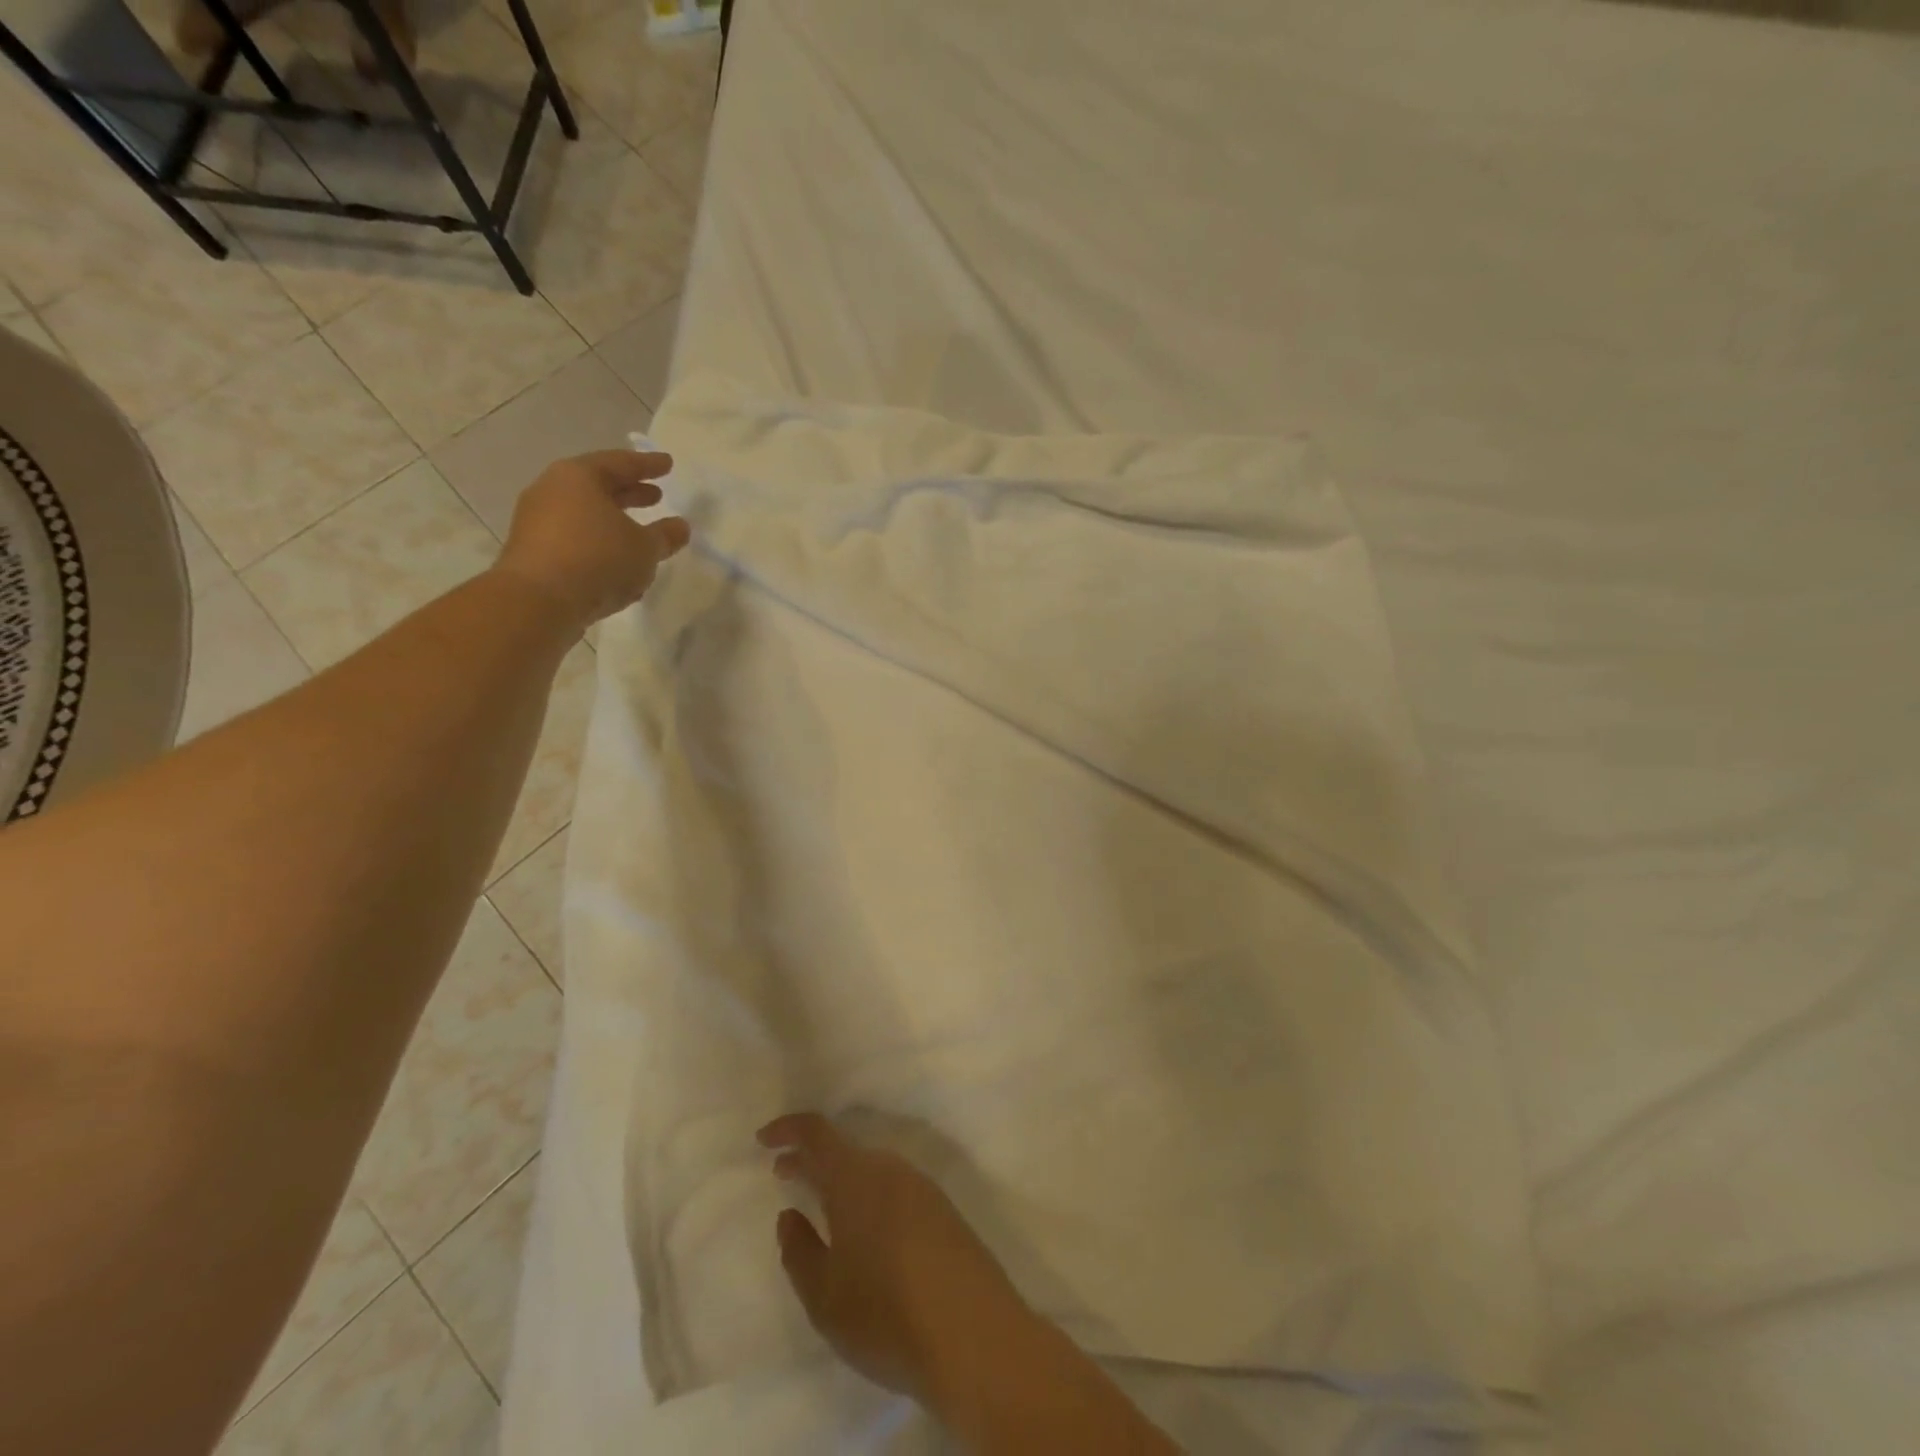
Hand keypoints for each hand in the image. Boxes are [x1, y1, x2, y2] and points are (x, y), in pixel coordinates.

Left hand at [492, 450, 689, 630]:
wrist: (538, 602)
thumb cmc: (598, 560)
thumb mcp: (644, 548)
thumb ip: (665, 536)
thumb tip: (680, 527)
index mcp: (579, 477)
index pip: (620, 463)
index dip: (649, 465)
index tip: (668, 464)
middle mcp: (552, 491)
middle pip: (598, 487)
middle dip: (629, 493)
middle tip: (655, 496)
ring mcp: (537, 522)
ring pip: (585, 516)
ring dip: (614, 523)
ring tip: (639, 534)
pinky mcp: (533, 552)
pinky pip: (575, 540)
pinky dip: (599, 545)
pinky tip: (617, 563)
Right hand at [758, 1114, 1030, 1403]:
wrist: (975, 1334)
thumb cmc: (886, 1313)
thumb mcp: (824, 1296)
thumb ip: (799, 1250)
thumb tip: (790, 1214)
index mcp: (855, 1177)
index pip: (817, 1133)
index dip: (788, 1129)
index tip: (763, 1139)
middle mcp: (890, 1169)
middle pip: (844, 1150)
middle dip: (812, 1160)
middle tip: (784, 1174)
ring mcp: (922, 1187)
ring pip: (871, 1170)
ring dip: (842, 1180)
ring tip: (821, 1207)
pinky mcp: (943, 1211)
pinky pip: (894, 1189)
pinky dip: (869, 1196)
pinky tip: (865, 1232)